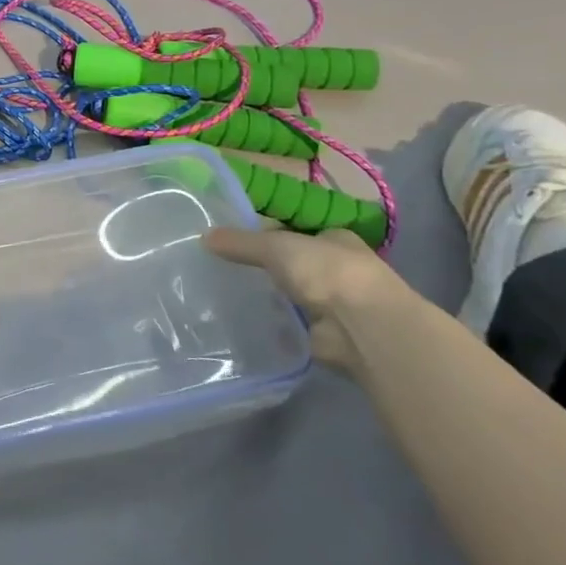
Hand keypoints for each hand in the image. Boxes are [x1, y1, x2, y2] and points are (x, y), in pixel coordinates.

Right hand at [204, 225, 414, 370]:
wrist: (362, 327)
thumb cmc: (325, 272)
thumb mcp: (275, 246)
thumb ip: (241, 242)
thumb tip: (203, 237)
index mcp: (333, 238)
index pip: (294, 230)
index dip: (264, 232)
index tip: (232, 240)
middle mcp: (336, 269)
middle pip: (291, 263)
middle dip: (263, 267)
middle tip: (220, 267)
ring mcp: (332, 303)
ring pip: (289, 294)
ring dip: (267, 296)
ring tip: (223, 294)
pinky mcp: (324, 334)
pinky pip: (289, 324)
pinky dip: (271, 324)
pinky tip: (242, 321)